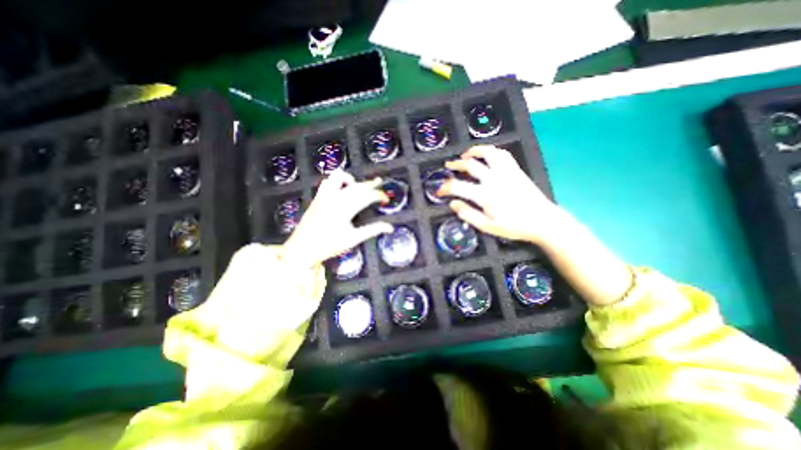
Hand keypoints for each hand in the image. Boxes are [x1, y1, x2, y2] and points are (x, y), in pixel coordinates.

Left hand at [283, 169, 392, 266]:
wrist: (302, 248)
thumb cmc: (329, 245)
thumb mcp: (353, 239)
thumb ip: (372, 230)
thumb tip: (390, 228)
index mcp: (346, 208)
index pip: (367, 196)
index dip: (379, 196)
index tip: (386, 199)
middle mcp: (335, 198)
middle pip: (357, 185)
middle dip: (370, 183)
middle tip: (379, 182)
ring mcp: (324, 195)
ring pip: (339, 177)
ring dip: (351, 179)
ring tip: (357, 185)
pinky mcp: (318, 197)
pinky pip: (328, 181)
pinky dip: (337, 181)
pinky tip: (341, 189)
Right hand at [435, 146, 565, 243]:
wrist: (542, 220)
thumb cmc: (514, 226)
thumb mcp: (488, 227)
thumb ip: (468, 215)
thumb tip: (453, 204)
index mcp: (485, 195)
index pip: (458, 186)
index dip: (445, 187)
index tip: (440, 191)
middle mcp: (494, 179)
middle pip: (470, 165)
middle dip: (456, 164)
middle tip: (448, 166)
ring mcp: (506, 172)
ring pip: (488, 153)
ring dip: (474, 151)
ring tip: (466, 155)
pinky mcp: (515, 170)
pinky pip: (502, 154)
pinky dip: (491, 151)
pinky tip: (487, 155)